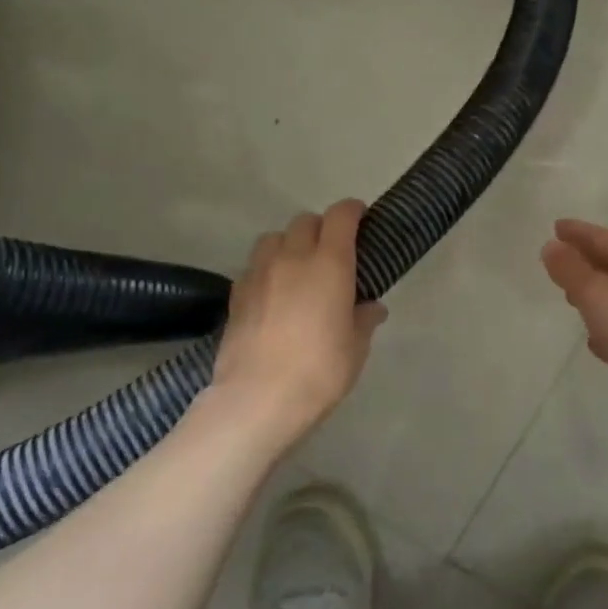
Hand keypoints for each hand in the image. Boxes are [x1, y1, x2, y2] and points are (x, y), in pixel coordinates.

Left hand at [212, 200, 387, 438]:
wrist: (258, 398)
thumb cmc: (320, 371)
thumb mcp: (356, 348)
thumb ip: (364, 320)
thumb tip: (371, 307)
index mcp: (329, 264)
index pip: (340, 217)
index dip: (352, 211)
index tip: (362, 218)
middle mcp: (292, 258)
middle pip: (305, 221)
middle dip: (322, 228)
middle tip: (333, 251)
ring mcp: (259, 273)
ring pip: (274, 238)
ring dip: (290, 243)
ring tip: (298, 268)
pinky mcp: (236, 294)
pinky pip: (254, 266)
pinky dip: (267, 269)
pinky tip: (274, 293)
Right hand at [541, 219, 607, 454]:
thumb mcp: (598, 293)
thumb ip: (571, 270)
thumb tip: (551, 245)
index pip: (604, 239)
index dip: (579, 232)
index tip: (555, 226)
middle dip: (586, 261)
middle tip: (558, 259)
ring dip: (594, 295)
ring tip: (569, 296)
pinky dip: (606, 331)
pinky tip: (595, 342)